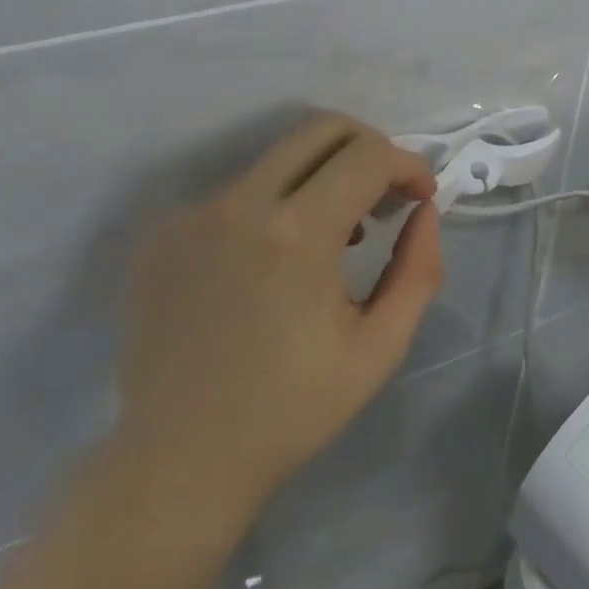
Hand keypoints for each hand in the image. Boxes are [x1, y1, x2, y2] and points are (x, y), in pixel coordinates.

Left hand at [119, 112, 443, 510]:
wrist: (182, 459)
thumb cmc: (293, 408)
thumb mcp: (381, 346)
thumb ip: (419, 268)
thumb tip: (424, 211)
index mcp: (298, 233)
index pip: (368, 154)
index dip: (408, 164)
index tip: (420, 197)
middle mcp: (240, 204)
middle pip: (321, 129)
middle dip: (369, 148)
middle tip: (385, 197)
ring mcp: (193, 215)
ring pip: (278, 157)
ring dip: (323, 176)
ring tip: (339, 234)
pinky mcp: (165, 234)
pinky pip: (238, 192)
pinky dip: (276, 204)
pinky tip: (279, 261)